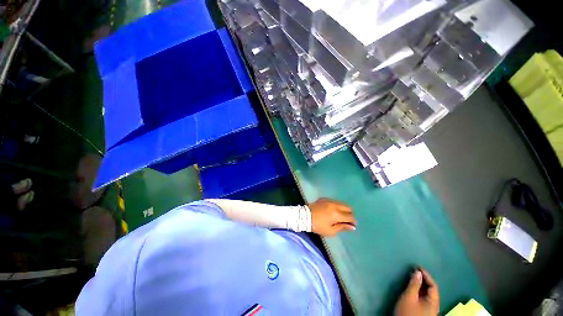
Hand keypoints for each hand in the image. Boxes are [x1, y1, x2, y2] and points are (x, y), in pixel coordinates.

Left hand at [308, 198, 355, 235]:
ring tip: (339, 216)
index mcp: (337, 214)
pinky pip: (334, 201)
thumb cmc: (318, 226)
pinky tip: (331, 211)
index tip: (351, 225)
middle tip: (345, 220)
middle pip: (348, 207)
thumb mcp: (330, 231)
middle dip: (349, 214)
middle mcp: (335, 205)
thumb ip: (342, 227)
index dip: (353, 222)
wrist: (304, 216)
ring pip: (342, 203)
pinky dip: (336, 206)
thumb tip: (352, 227)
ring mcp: (329, 200)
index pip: (350, 216)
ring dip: (343, 209)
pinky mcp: (324, 198)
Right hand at [395, 268, 439, 315]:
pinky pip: (424, 297)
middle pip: (431, 290)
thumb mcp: (409, 297)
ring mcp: (429, 309)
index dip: (426, 275)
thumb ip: (414, 284)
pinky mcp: (423, 311)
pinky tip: (413, 287)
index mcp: (433, 302)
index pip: (433, 286)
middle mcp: (434, 305)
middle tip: (414, 270)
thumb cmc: (408, 312)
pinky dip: (419, 290)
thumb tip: (417, 272)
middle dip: (423, 279)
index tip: (417, 267)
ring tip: (412, 277)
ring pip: (427, 294)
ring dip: (421, 285)